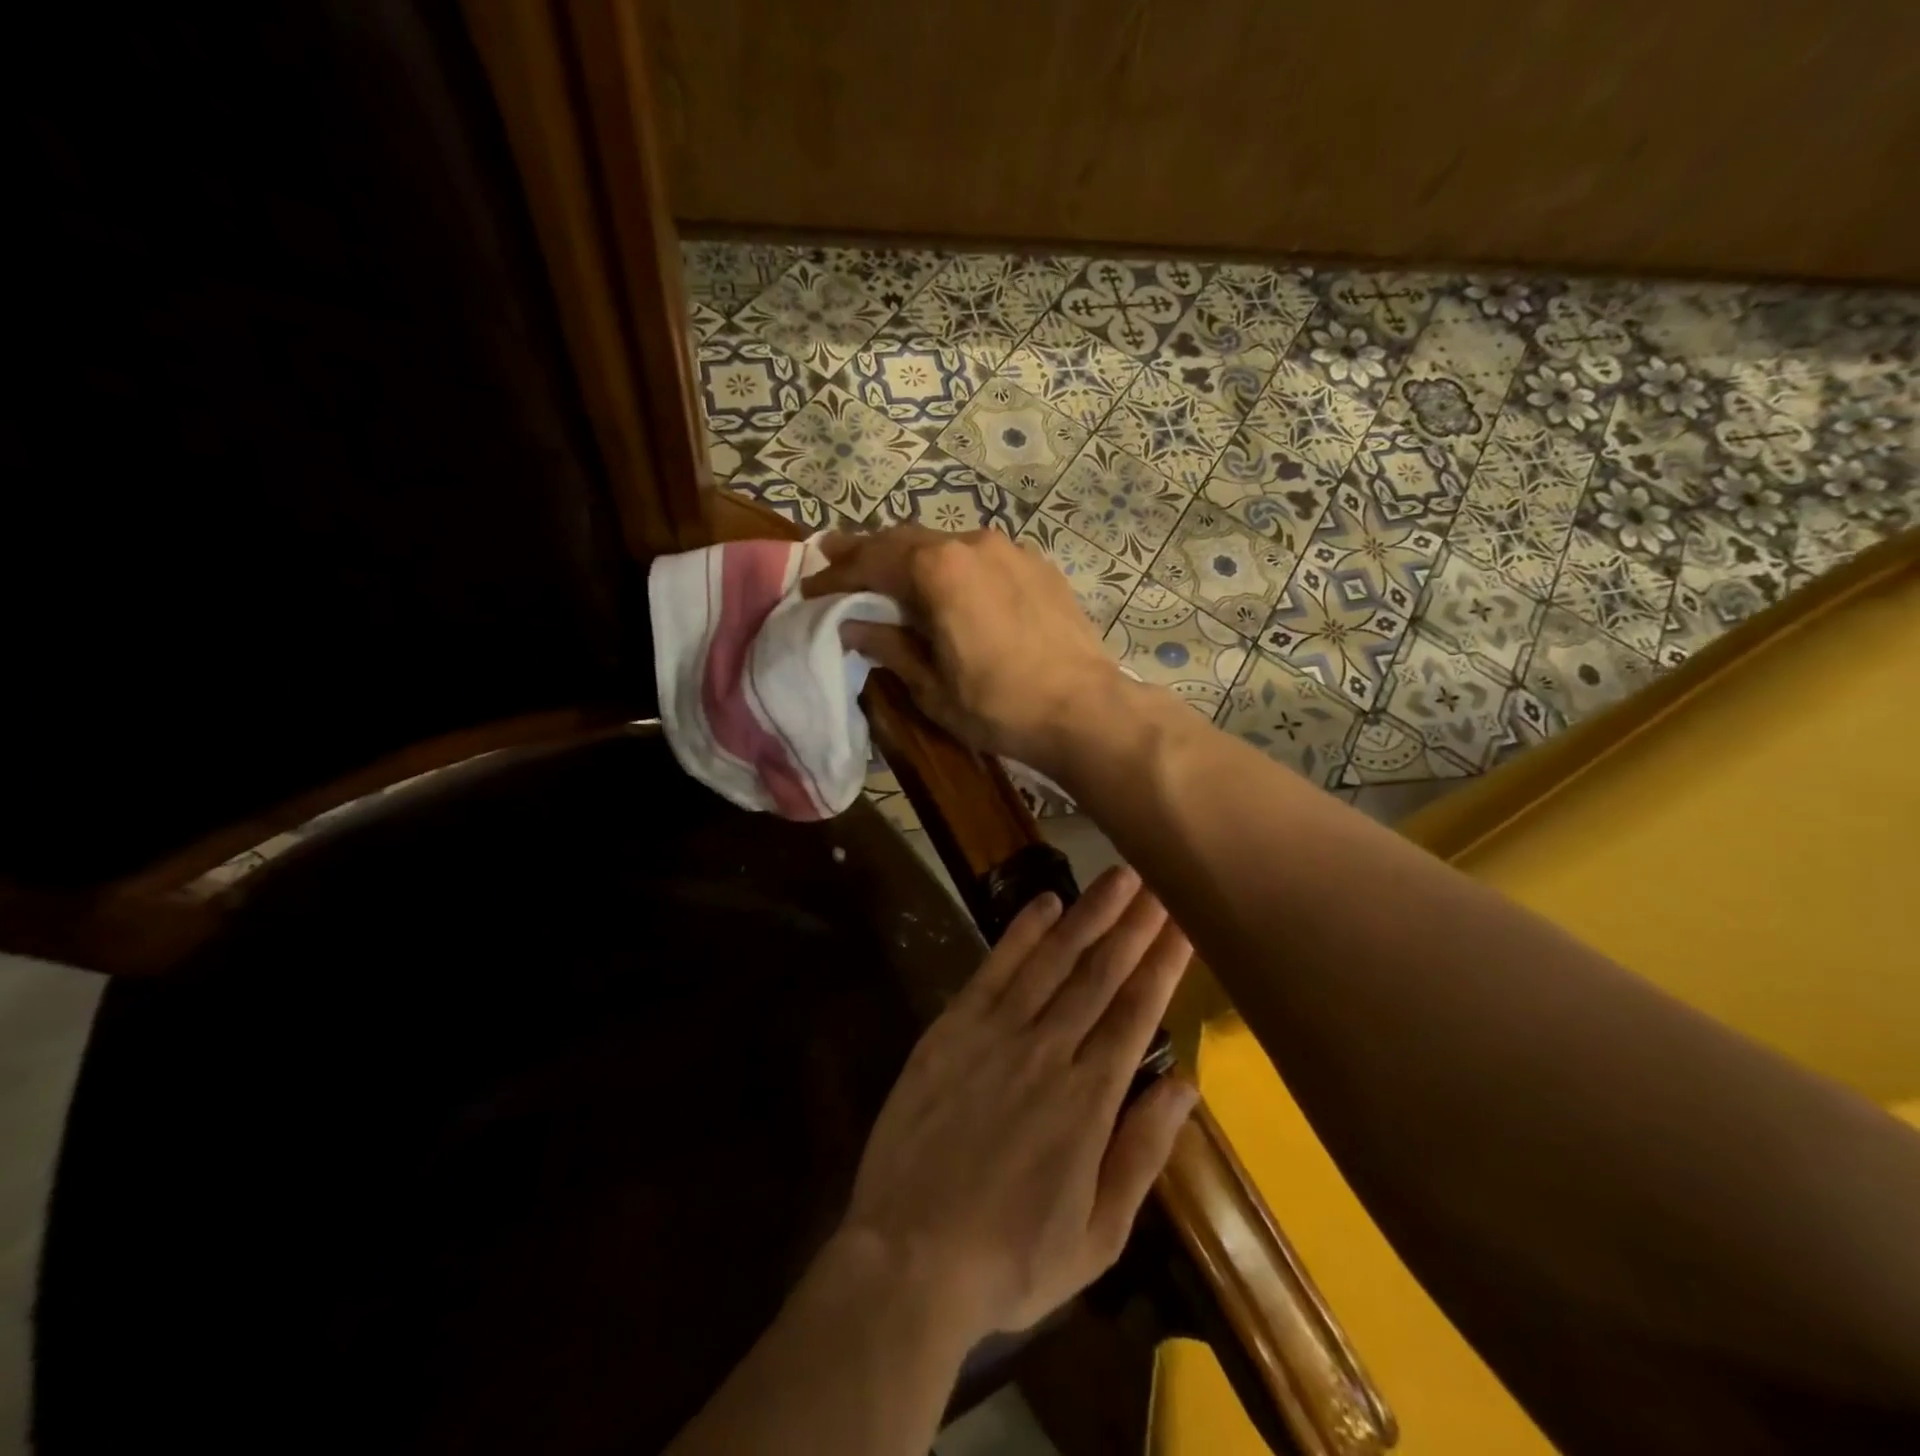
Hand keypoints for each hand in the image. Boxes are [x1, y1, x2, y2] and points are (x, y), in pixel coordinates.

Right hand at [803, 526, 1121, 776]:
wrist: (1086, 709)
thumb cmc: (1000, 706)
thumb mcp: (932, 686)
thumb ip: (889, 646)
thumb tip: (852, 626)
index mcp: (938, 569)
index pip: (871, 562)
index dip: (836, 576)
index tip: (809, 589)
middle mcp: (972, 543)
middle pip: (904, 540)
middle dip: (866, 552)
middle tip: (834, 558)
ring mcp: (1010, 549)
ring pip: (944, 543)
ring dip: (911, 556)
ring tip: (887, 570)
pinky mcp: (1037, 565)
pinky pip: (980, 556)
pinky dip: (952, 565)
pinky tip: (948, 583)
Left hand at [838, 866, 1197, 1338]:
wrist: (908, 1255)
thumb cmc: (1010, 1257)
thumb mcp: (1098, 1235)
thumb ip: (1143, 1151)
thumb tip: (1186, 1085)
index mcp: (1090, 1099)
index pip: (1138, 1012)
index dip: (1163, 963)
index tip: (1183, 922)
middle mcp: (1049, 1050)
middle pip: (1101, 974)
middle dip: (1134, 925)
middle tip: (1160, 881)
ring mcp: (997, 1033)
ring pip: (1053, 961)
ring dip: (1088, 916)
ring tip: (1117, 877)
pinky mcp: (953, 1028)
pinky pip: (995, 970)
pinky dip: (1022, 933)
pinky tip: (1047, 904)